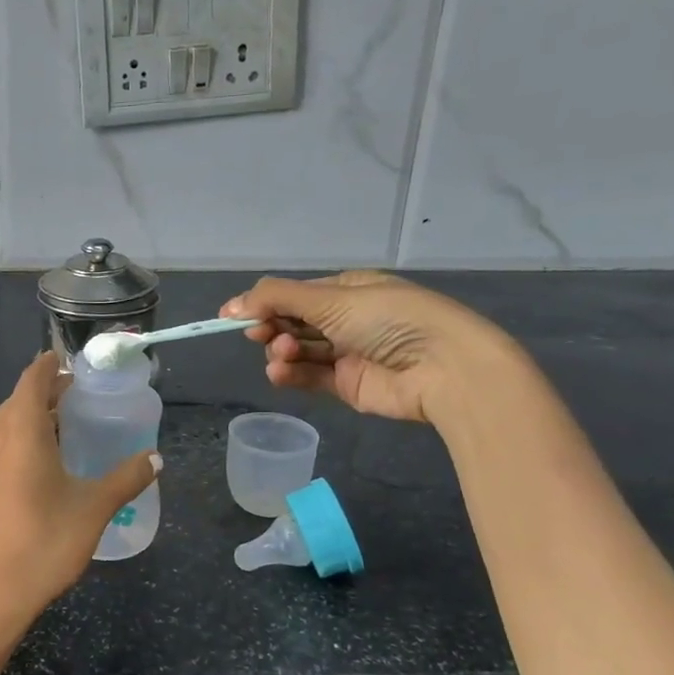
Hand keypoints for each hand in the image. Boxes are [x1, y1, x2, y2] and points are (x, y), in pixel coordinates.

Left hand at [0, 353, 158, 643]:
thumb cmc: (43, 543)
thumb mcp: (94, 509)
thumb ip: (126, 478)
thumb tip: (156, 458)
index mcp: (22, 431)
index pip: (33, 379)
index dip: (51, 365)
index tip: (72, 361)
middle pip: (21, 398)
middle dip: (48, 390)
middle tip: (81, 394)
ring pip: (8, 422)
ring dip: (34, 415)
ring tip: (67, 423)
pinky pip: (1, 443)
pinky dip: (22, 437)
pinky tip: (43, 460)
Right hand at [221, 271, 518, 425]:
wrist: (444, 368)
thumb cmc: (390, 319)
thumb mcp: (331, 298)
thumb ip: (276, 298)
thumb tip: (229, 306)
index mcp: (348, 289)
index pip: (296, 294)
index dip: (264, 303)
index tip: (233, 316)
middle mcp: (348, 319)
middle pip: (294, 322)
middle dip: (273, 327)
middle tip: (260, 334)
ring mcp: (349, 353)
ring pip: (299, 351)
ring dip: (282, 351)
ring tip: (282, 355)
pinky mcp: (349, 385)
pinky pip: (311, 377)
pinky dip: (292, 374)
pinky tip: (279, 372)